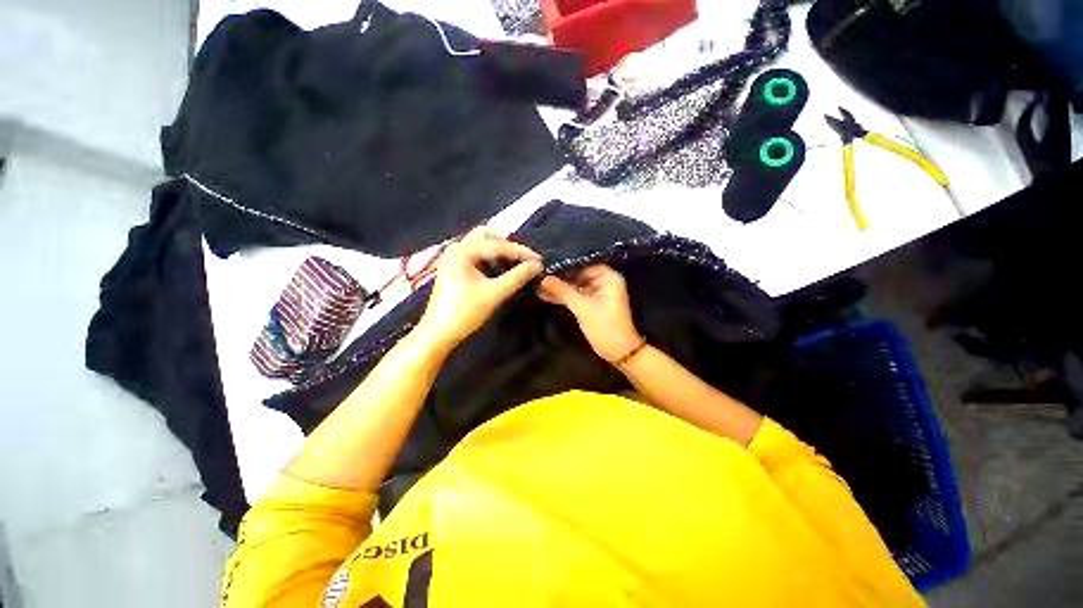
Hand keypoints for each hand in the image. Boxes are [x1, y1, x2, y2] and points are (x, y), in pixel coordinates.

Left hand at [416, 227, 542, 349]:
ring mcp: (453, 259)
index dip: (521, 252)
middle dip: (506, 245)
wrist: (439, 334)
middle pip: (485, 235)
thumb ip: (517, 277)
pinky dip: (490, 260)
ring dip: (498, 252)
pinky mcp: (454, 270)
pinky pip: (476, 256)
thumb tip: (536, 266)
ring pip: (480, 245)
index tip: (538, 260)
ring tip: (514, 265)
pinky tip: (500, 272)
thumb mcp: (495, 293)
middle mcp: (456, 250)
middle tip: (522, 258)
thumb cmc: (465, 312)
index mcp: (462, 252)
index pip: (497, 245)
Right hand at [536, 264, 642, 362]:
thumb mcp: (582, 308)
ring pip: (574, 285)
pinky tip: (545, 294)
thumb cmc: (605, 327)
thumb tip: (543, 278)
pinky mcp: (590, 303)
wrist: (618, 352)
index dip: (565, 264)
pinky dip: (563, 296)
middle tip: (538, 274)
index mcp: (608, 277)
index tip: (546, 263)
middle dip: (559, 277)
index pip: (583, 264)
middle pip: (577, 274)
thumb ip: (563, 291)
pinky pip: (574, 295)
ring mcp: (596, 293)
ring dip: (558, 287)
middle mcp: (603, 281)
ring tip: (538, 284)